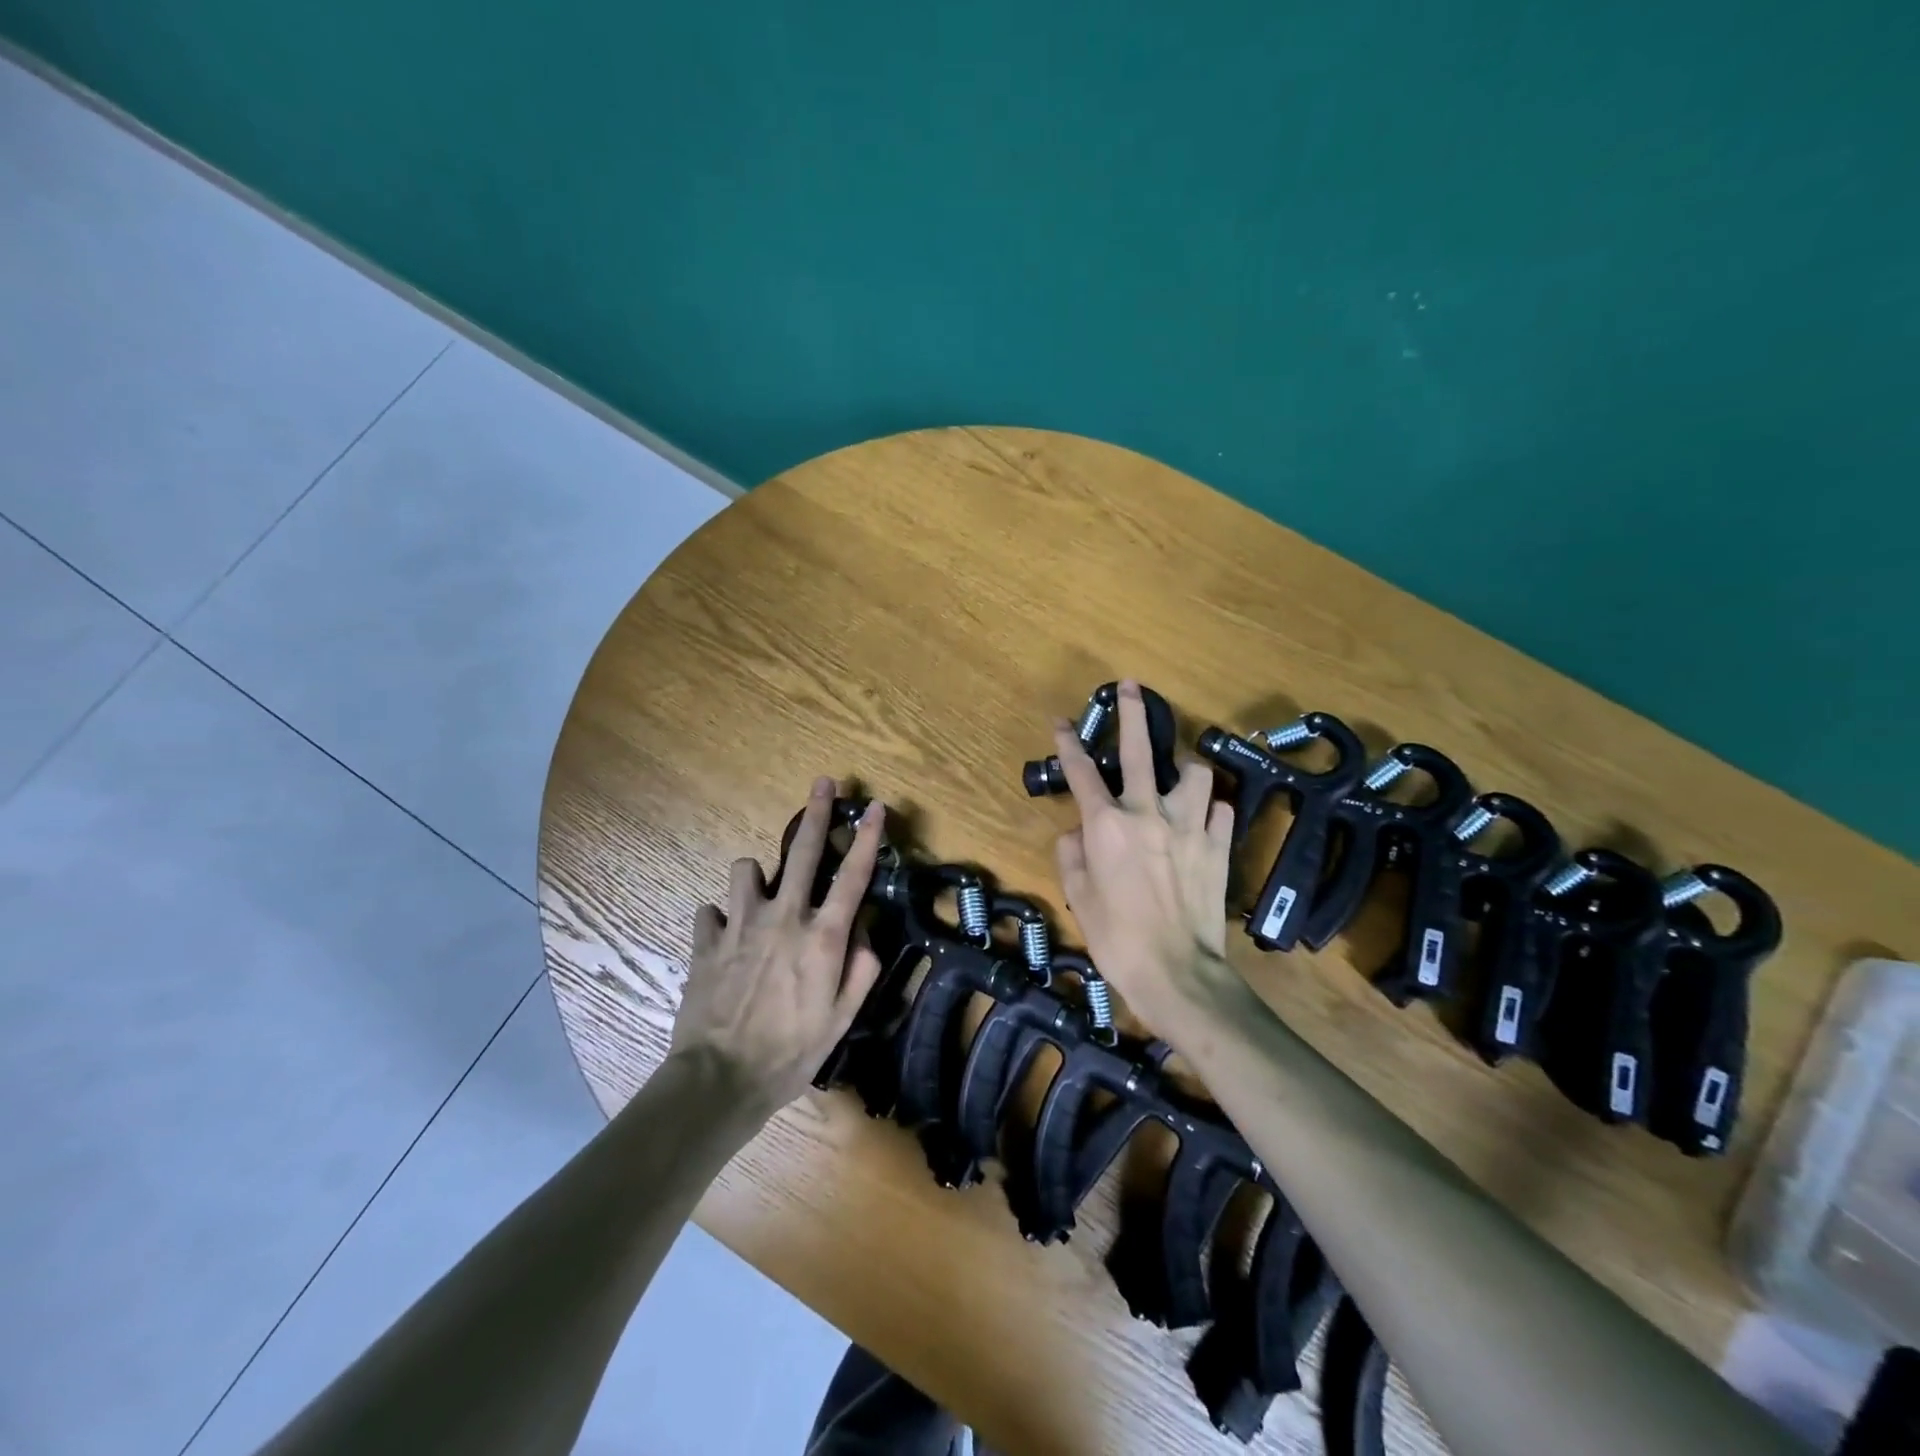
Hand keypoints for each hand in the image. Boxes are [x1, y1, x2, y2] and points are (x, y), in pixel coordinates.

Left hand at [669, 778, 886, 1118]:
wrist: (720, 1079)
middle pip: (804, 851)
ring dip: (757, 878)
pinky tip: (726, 939)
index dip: (869, 838)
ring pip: (747, 868)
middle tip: (824, 782)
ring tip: (761, 898)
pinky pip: (712, 909)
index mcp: (822, 937)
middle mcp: (784, 917)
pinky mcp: (706, 939)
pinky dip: (722, 918)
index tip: (876, 807)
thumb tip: (863, 933)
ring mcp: (740, 924)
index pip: (854, 876)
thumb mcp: (842, 1019)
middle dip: (817, 812)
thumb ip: (861, 969)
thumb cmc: (791, 1053)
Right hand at [1051, 682, 1239, 1036]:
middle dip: (1132, 713)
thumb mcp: (1077, 898)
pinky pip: (1219, 810)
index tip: (1062, 720)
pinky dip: (1209, 810)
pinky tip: (1202, 823)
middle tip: (1132, 687)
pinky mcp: (1218, 844)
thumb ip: (1071, 856)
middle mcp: (1147, 813)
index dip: (1068, 743)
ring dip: (1183, 771)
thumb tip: (1076, 832)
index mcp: (1106, 825)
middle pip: (1137, 750)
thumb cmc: (1116, 938)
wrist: (1177, 972)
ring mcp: (1189, 826)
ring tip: (1177, 780)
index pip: (1081, 772)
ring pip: (1193, 772)